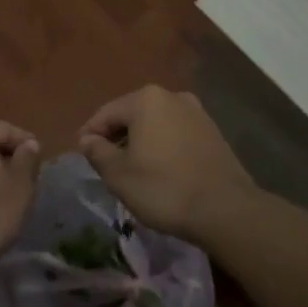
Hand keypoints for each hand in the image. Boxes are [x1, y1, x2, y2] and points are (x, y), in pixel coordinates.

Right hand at [79, 86, 255, 241]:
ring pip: (156, 123)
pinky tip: (160, 170)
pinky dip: (162, 146)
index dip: (90, 134)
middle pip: (132, 114)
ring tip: (132, 169)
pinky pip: (176, 133)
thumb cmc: (164, 188)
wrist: (226, 209)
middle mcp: (172, 96)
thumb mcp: (119, 175)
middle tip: (105, 163)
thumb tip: (87, 140)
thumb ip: (98, 152)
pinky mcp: (213, 131)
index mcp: (146, 100)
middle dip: (116, 136)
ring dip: (140, 141)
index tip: (81, 154)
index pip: (106, 113)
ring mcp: (196, 112)